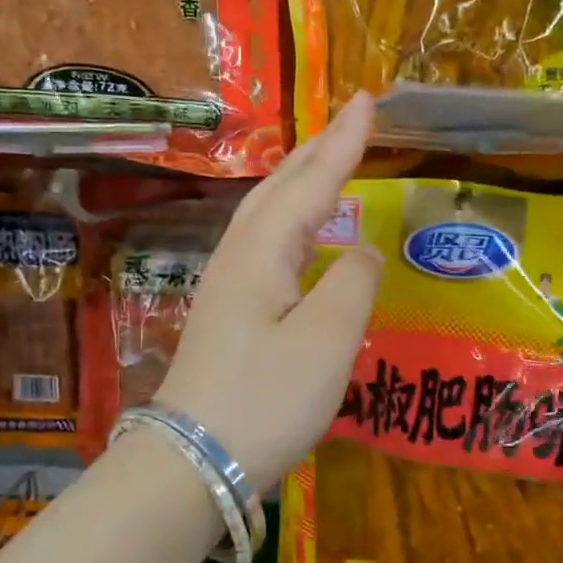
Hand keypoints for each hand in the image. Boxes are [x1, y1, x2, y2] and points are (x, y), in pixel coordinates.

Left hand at [156, 93, 382, 489]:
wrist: (194, 462)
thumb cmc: (266, 400)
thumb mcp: (327, 341)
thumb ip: (353, 284)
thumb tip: (362, 248)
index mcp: (262, 251)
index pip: (311, 182)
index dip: (343, 142)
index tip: (368, 100)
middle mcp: (238, 257)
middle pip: (278, 189)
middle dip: (316, 151)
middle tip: (350, 121)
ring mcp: (225, 287)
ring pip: (265, 216)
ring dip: (298, 182)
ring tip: (326, 164)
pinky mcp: (225, 317)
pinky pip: (262, 247)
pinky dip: (288, 223)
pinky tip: (298, 239)